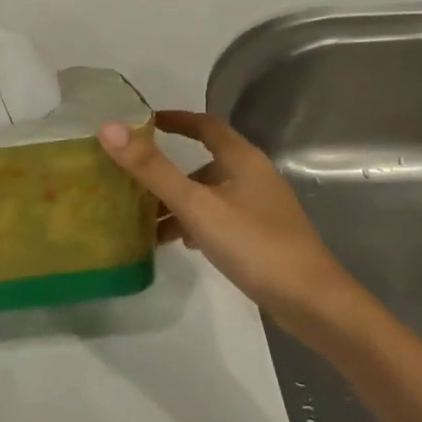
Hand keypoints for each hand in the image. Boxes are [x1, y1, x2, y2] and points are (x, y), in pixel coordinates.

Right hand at [98, 110, 370, 345]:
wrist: (313, 302)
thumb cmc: (254, 245)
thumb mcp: (197, 206)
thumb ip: (153, 169)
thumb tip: (108, 128)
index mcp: (242, 159)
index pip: (205, 124)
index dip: (174, 119)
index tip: (141, 123)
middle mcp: (252, 176)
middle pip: (203, 161)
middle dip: (166, 170)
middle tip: (130, 178)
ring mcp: (259, 207)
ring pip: (209, 193)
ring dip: (178, 200)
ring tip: (143, 218)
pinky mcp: (261, 235)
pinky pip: (218, 216)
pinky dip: (194, 221)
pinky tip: (177, 243)